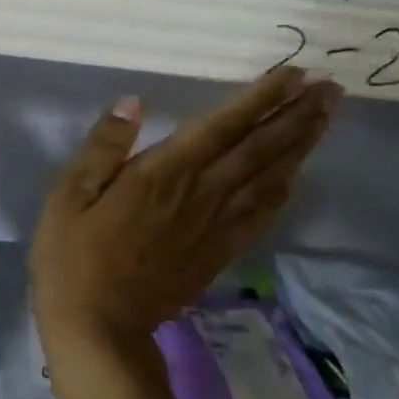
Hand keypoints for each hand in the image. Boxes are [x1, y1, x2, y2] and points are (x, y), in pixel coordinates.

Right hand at [30, 67, 338, 345]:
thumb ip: (103, 147)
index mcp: (160, 174)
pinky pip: (260, 217)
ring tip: (323, 119)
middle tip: (329, 89)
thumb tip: (133, 102)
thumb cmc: (72, 255)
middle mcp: (198, 194)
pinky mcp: (217, 254)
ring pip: (267, 179)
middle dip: (294, 116)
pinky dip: (283, 193)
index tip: (292, 74)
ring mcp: (212, 227)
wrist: (97, 325)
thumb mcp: (69, 195)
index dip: (258, 99)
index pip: (219, 127)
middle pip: (257, 150)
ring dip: (298, 147)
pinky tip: (295, 178)